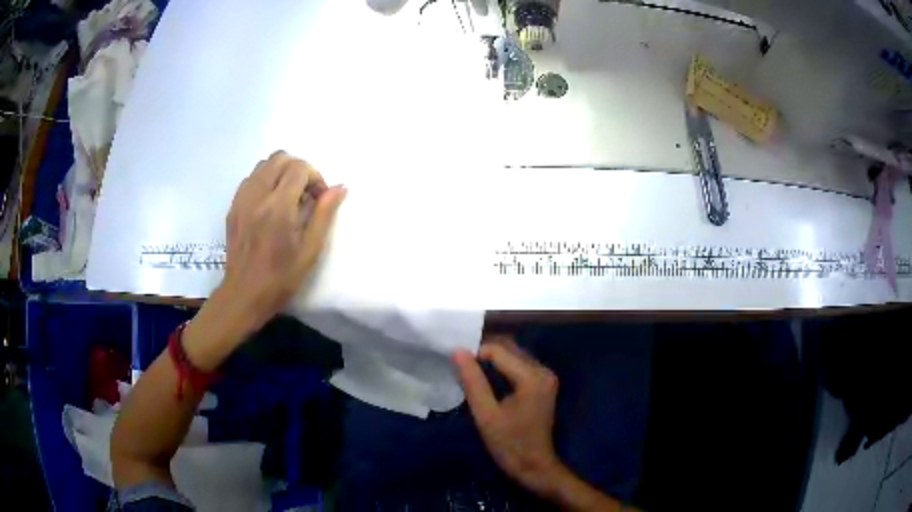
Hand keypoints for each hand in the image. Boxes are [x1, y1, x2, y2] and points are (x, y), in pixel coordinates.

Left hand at [222, 151, 345, 327]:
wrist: (244, 294)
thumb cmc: (281, 278)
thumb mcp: (310, 250)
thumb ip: (324, 214)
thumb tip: (339, 188)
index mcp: (279, 207)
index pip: (299, 168)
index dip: (315, 177)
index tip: (319, 197)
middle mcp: (258, 196)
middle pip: (280, 158)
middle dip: (298, 169)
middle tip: (305, 194)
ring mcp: (242, 200)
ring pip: (263, 164)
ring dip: (280, 172)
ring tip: (287, 196)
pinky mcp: (233, 207)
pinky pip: (250, 179)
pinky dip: (264, 181)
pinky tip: (270, 203)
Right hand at [452, 337, 562, 494]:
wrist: (535, 466)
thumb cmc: (509, 444)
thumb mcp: (486, 415)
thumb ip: (472, 381)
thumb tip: (457, 351)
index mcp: (532, 377)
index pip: (498, 351)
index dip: (474, 352)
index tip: (454, 362)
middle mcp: (543, 371)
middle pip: (509, 348)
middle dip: (482, 352)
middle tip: (459, 362)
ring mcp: (546, 376)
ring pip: (514, 355)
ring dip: (492, 358)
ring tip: (468, 368)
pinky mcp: (543, 384)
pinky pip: (519, 365)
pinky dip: (502, 366)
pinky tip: (485, 376)